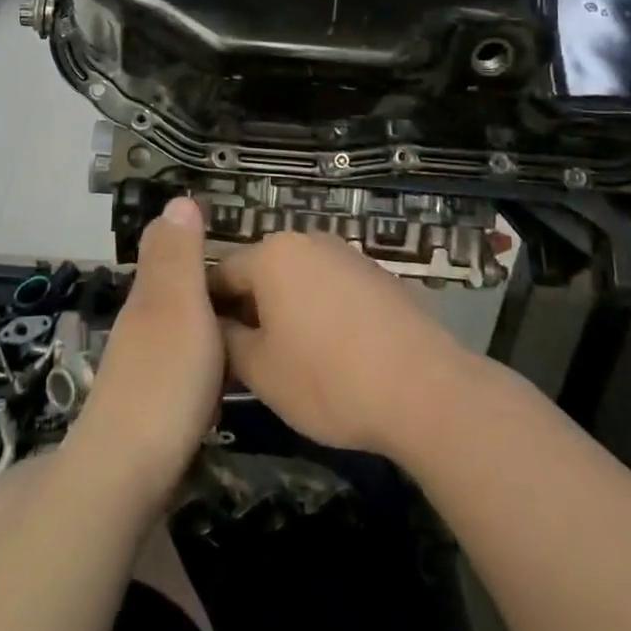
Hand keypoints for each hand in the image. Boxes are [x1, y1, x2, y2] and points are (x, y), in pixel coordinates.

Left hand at [69, 198, 223, 501]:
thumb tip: (178, 198)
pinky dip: (202, 355)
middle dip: (204, 279)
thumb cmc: (164, 380)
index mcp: (149, 295)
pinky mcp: (150, 403)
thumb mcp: (178, 306)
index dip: (196, 239)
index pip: (168, 249)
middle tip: (254, 286)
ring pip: (177, 325)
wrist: (126, 475)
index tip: (237, 240)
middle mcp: (141, 323)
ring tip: (245, 324)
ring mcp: (142, 364)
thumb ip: (179, 256)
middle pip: (172, 287)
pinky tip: (221, 372)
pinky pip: (182, 361)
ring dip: (204, 318)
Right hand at [213, 230, 473, 458]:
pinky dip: (320, 310)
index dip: (208, 308)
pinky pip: (331, 287)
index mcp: (271, 255)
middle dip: (249, 306)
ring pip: (298, 278)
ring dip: (285, 307)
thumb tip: (216, 328)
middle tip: (244, 354)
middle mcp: (306, 241)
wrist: (424, 389)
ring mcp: (346, 254)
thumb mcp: (260, 371)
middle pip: (261, 270)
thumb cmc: (327, 378)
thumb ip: (226, 342)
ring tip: (288, 355)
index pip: (220, 272)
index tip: (205, 342)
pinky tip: (331, 351)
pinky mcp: (377, 274)